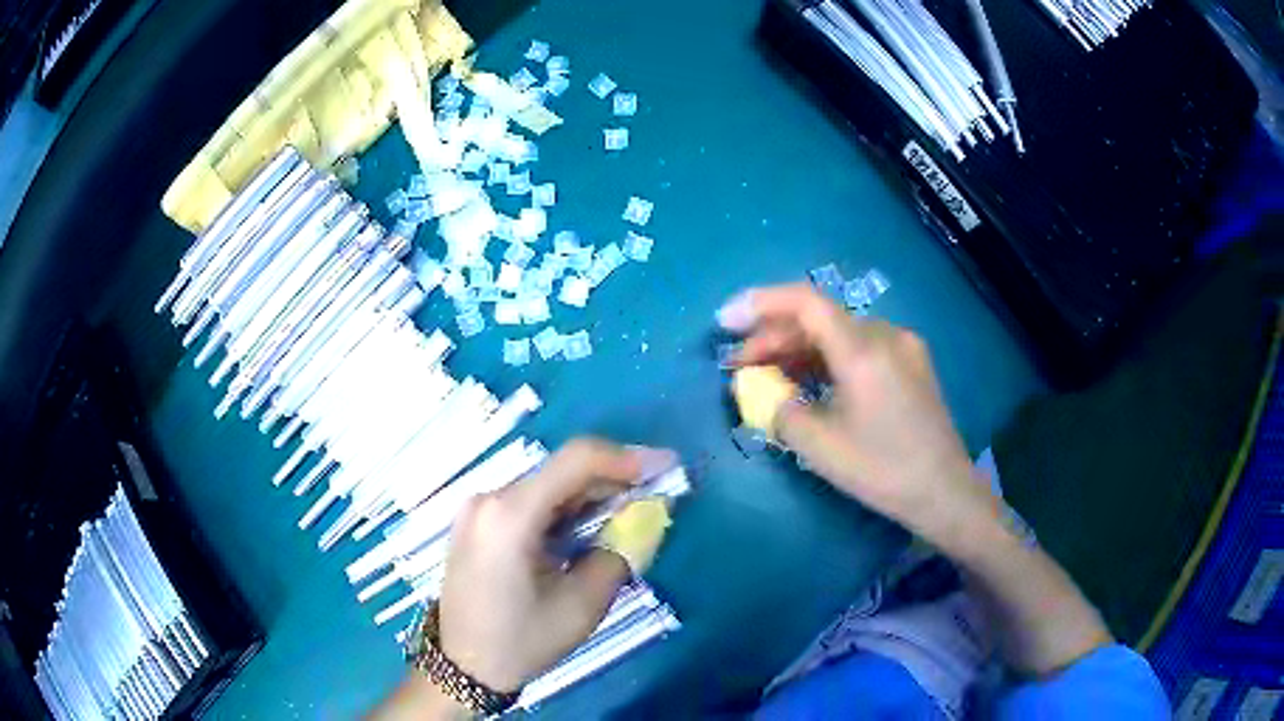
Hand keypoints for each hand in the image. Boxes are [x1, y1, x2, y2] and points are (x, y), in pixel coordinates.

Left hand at [436, 439, 677, 692]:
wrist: (463, 666)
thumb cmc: (522, 641)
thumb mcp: (583, 604)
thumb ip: (621, 552)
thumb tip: (646, 516)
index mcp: (510, 514)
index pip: (576, 460)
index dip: (627, 458)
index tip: (666, 468)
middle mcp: (489, 499)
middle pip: (561, 471)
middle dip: (613, 479)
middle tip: (655, 497)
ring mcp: (479, 509)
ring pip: (548, 486)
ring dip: (591, 495)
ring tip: (630, 514)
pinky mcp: (478, 523)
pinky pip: (531, 503)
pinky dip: (566, 509)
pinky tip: (590, 527)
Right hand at [718, 283, 998, 542]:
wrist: (944, 492)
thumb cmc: (882, 470)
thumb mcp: (819, 446)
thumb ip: (779, 409)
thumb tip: (759, 390)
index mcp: (863, 349)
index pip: (806, 302)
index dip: (761, 304)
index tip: (726, 321)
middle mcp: (885, 335)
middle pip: (820, 319)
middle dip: (775, 336)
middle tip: (739, 365)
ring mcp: (903, 347)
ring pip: (839, 334)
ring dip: (799, 349)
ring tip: (767, 374)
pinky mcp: (911, 364)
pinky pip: (860, 348)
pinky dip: (827, 358)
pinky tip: (808, 380)